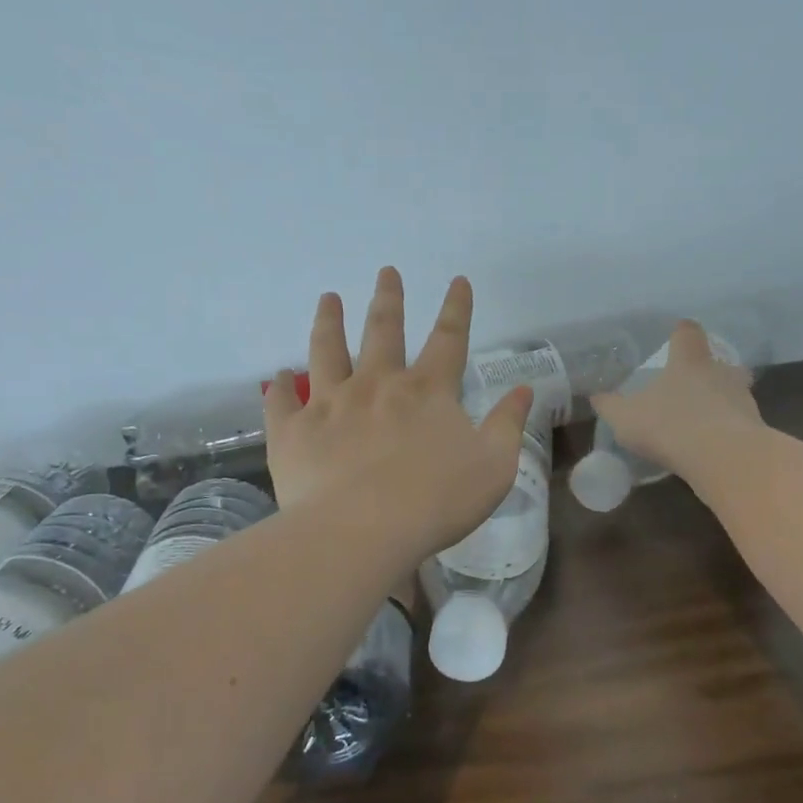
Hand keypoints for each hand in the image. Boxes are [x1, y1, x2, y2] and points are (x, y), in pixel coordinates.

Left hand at [265, 269, 533, 561]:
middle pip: (383, 330)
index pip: (449, 338)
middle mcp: (377, 384)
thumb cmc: (437, 500)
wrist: (362, 531)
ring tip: (328, 299)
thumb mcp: (494, 465)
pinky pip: (282, 401)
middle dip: (388, 299)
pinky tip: (279, 376)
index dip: (457, 308)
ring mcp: (330, 404)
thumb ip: (508, 424)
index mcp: (427, 390)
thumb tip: (523, 390)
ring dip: (329, 322)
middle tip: (386, 272)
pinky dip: (281, 387)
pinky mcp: (293, 431)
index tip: (457, 280)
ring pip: (326, 351)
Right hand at [590, 320, 764, 478]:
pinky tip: (713, 446)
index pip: (687, 332)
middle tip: (691, 385)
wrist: (724, 458)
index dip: (681, 333)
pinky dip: (729, 428)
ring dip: (721, 400)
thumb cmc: (669, 426)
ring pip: (734, 390)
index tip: (676, 336)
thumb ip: (610, 406)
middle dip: (707, 370)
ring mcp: (743, 398)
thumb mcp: (626, 418)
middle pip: (718, 361)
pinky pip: (740, 421)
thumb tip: (596, 396)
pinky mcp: (755, 427)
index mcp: (689, 361)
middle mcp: (720, 372)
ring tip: (703, 419)